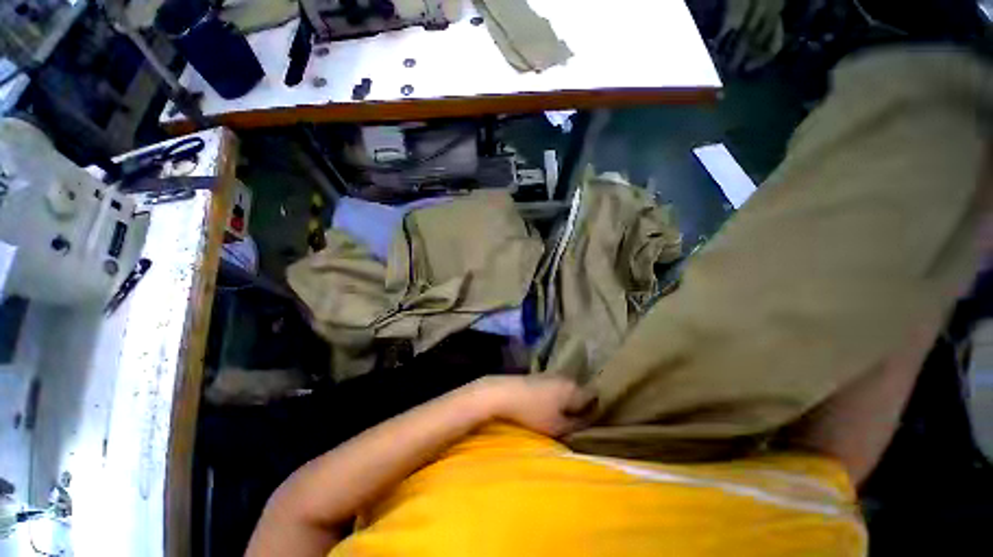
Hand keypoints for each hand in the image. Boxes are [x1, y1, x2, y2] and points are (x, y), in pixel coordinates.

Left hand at [475, 376, 596, 436]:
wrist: (503, 393)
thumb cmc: (532, 412)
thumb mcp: (557, 427)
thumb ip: (576, 425)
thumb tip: (587, 422)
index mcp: (574, 389)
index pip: (593, 397)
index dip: (595, 409)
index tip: (593, 422)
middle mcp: (565, 378)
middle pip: (579, 393)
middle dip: (580, 406)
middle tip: (577, 423)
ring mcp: (550, 375)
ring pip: (565, 390)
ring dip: (565, 402)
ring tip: (560, 417)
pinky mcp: (538, 376)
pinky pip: (553, 388)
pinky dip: (554, 398)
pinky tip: (546, 407)